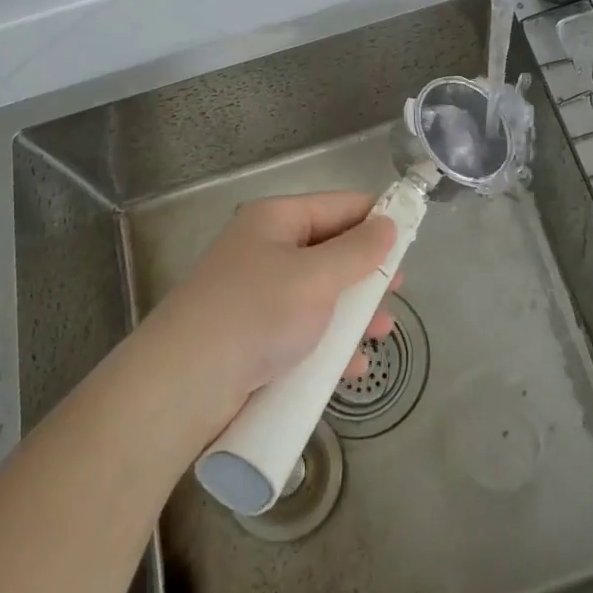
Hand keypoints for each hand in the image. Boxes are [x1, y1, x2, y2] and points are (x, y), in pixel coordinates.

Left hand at [143, 192, 398, 428]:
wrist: (179, 387)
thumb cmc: (256, 315)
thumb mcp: (316, 277)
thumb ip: (358, 251)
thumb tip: (389, 223)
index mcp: (276, 220)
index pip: (340, 206)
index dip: (377, 218)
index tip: (412, 239)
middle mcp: (265, 249)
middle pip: (330, 251)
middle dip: (366, 273)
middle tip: (398, 291)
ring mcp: (256, 295)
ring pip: (319, 294)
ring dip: (352, 313)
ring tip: (383, 332)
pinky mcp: (251, 337)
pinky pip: (301, 330)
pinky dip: (327, 345)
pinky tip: (351, 368)